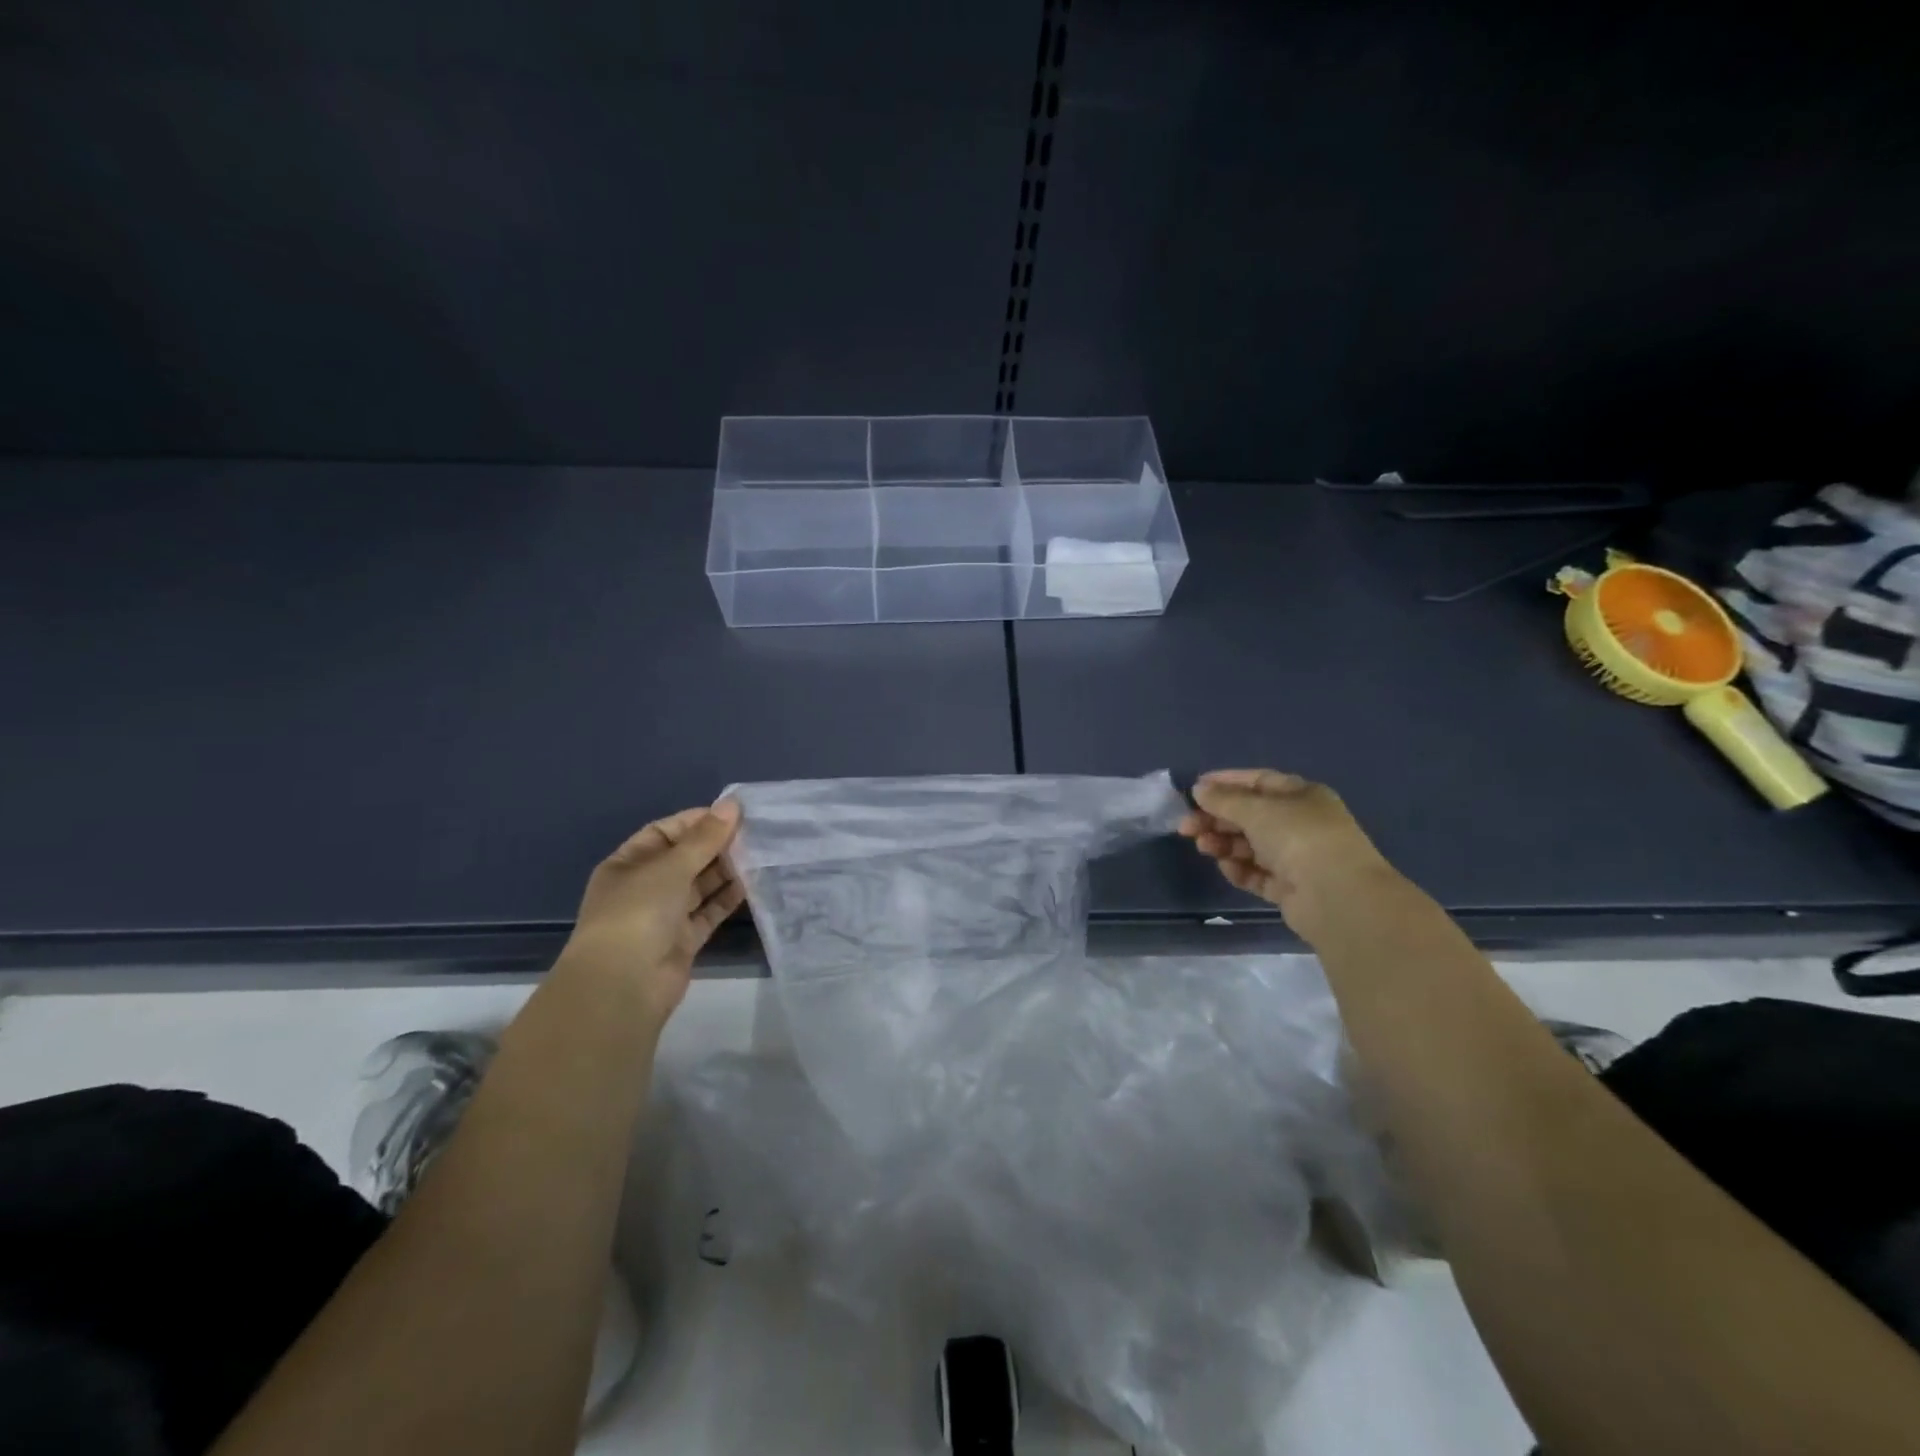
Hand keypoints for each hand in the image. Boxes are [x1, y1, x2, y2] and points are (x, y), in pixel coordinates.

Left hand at [558, 800, 744, 1028]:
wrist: (623, 985)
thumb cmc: (637, 913)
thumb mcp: (670, 867)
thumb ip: (704, 838)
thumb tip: (732, 805)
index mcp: (628, 865)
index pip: (664, 832)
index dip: (696, 821)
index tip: (733, 814)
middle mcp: (644, 888)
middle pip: (684, 859)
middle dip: (715, 846)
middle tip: (754, 833)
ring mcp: (663, 916)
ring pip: (699, 886)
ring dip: (725, 871)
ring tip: (759, 854)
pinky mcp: (683, 941)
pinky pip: (708, 912)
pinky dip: (727, 899)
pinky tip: (751, 884)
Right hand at [1178, 769, 1394, 935]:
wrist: (1337, 896)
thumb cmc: (1299, 837)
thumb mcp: (1257, 809)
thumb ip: (1224, 799)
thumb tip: (1199, 789)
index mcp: (1301, 796)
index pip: (1258, 781)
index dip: (1226, 783)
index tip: (1194, 790)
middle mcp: (1300, 824)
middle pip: (1249, 815)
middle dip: (1216, 818)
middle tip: (1186, 826)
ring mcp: (1296, 857)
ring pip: (1250, 846)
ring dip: (1223, 844)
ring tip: (1202, 847)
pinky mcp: (1290, 888)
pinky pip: (1257, 874)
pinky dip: (1239, 869)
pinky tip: (1226, 867)